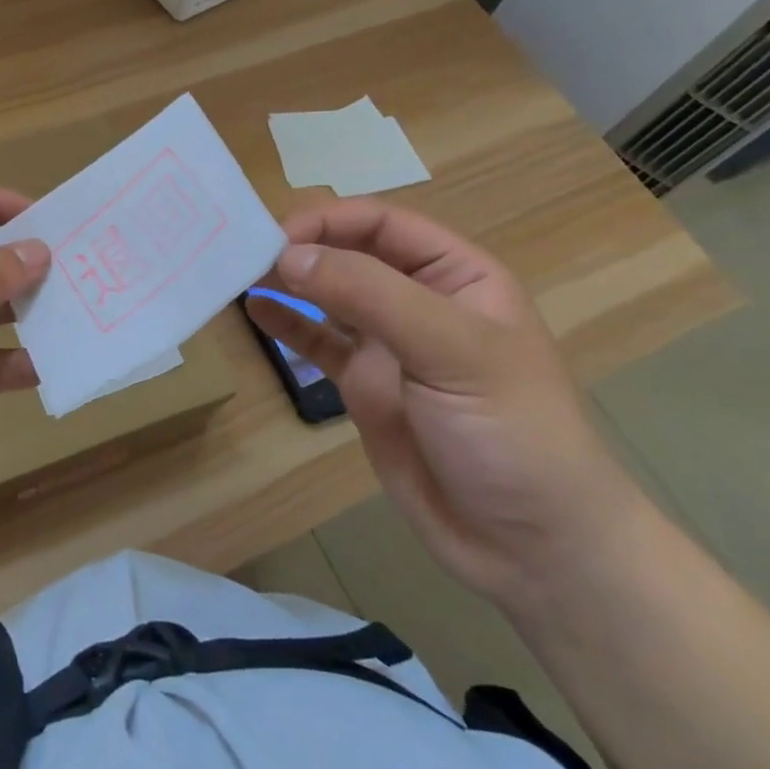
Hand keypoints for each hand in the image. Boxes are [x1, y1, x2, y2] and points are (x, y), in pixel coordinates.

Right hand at [246, 199, 646, 610]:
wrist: (532, 548)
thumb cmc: (511, 432)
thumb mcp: (450, 350)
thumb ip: (369, 295)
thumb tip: (290, 254)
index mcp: (457, 275)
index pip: (383, 224)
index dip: (329, 220)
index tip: (277, 236)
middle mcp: (420, 300)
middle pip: (350, 253)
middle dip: (303, 246)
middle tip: (243, 251)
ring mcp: (390, 346)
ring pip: (329, 296)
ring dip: (288, 280)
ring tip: (238, 271)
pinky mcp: (365, 387)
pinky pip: (318, 344)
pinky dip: (288, 324)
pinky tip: (256, 310)